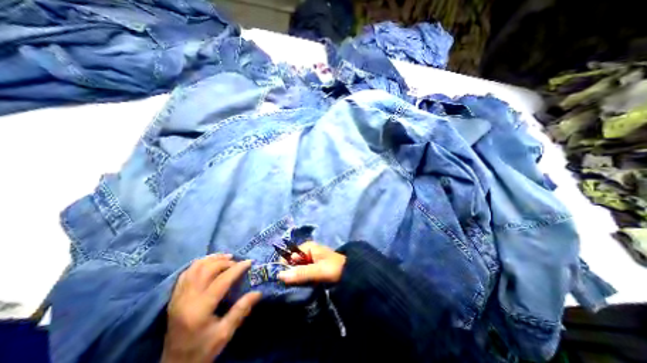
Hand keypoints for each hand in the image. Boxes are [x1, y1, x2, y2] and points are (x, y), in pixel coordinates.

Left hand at [164, 255, 260, 362]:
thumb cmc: (202, 350)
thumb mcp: (225, 333)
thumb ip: (241, 310)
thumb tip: (258, 292)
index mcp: (199, 309)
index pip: (221, 280)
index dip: (237, 268)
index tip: (249, 262)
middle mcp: (186, 299)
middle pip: (207, 269)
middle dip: (225, 261)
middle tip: (237, 262)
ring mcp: (177, 297)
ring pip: (195, 267)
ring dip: (212, 259)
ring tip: (226, 257)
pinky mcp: (174, 297)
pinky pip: (186, 272)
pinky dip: (200, 263)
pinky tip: (209, 263)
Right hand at [276, 243, 346, 284]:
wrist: (350, 272)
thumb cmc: (335, 268)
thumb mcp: (318, 270)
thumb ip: (301, 273)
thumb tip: (279, 275)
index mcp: (307, 247)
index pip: (288, 255)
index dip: (284, 267)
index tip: (282, 281)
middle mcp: (306, 251)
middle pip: (291, 262)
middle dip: (289, 273)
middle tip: (291, 286)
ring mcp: (309, 259)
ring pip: (296, 268)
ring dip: (295, 277)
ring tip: (296, 287)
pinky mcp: (312, 267)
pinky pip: (301, 272)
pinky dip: (300, 279)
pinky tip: (301, 285)